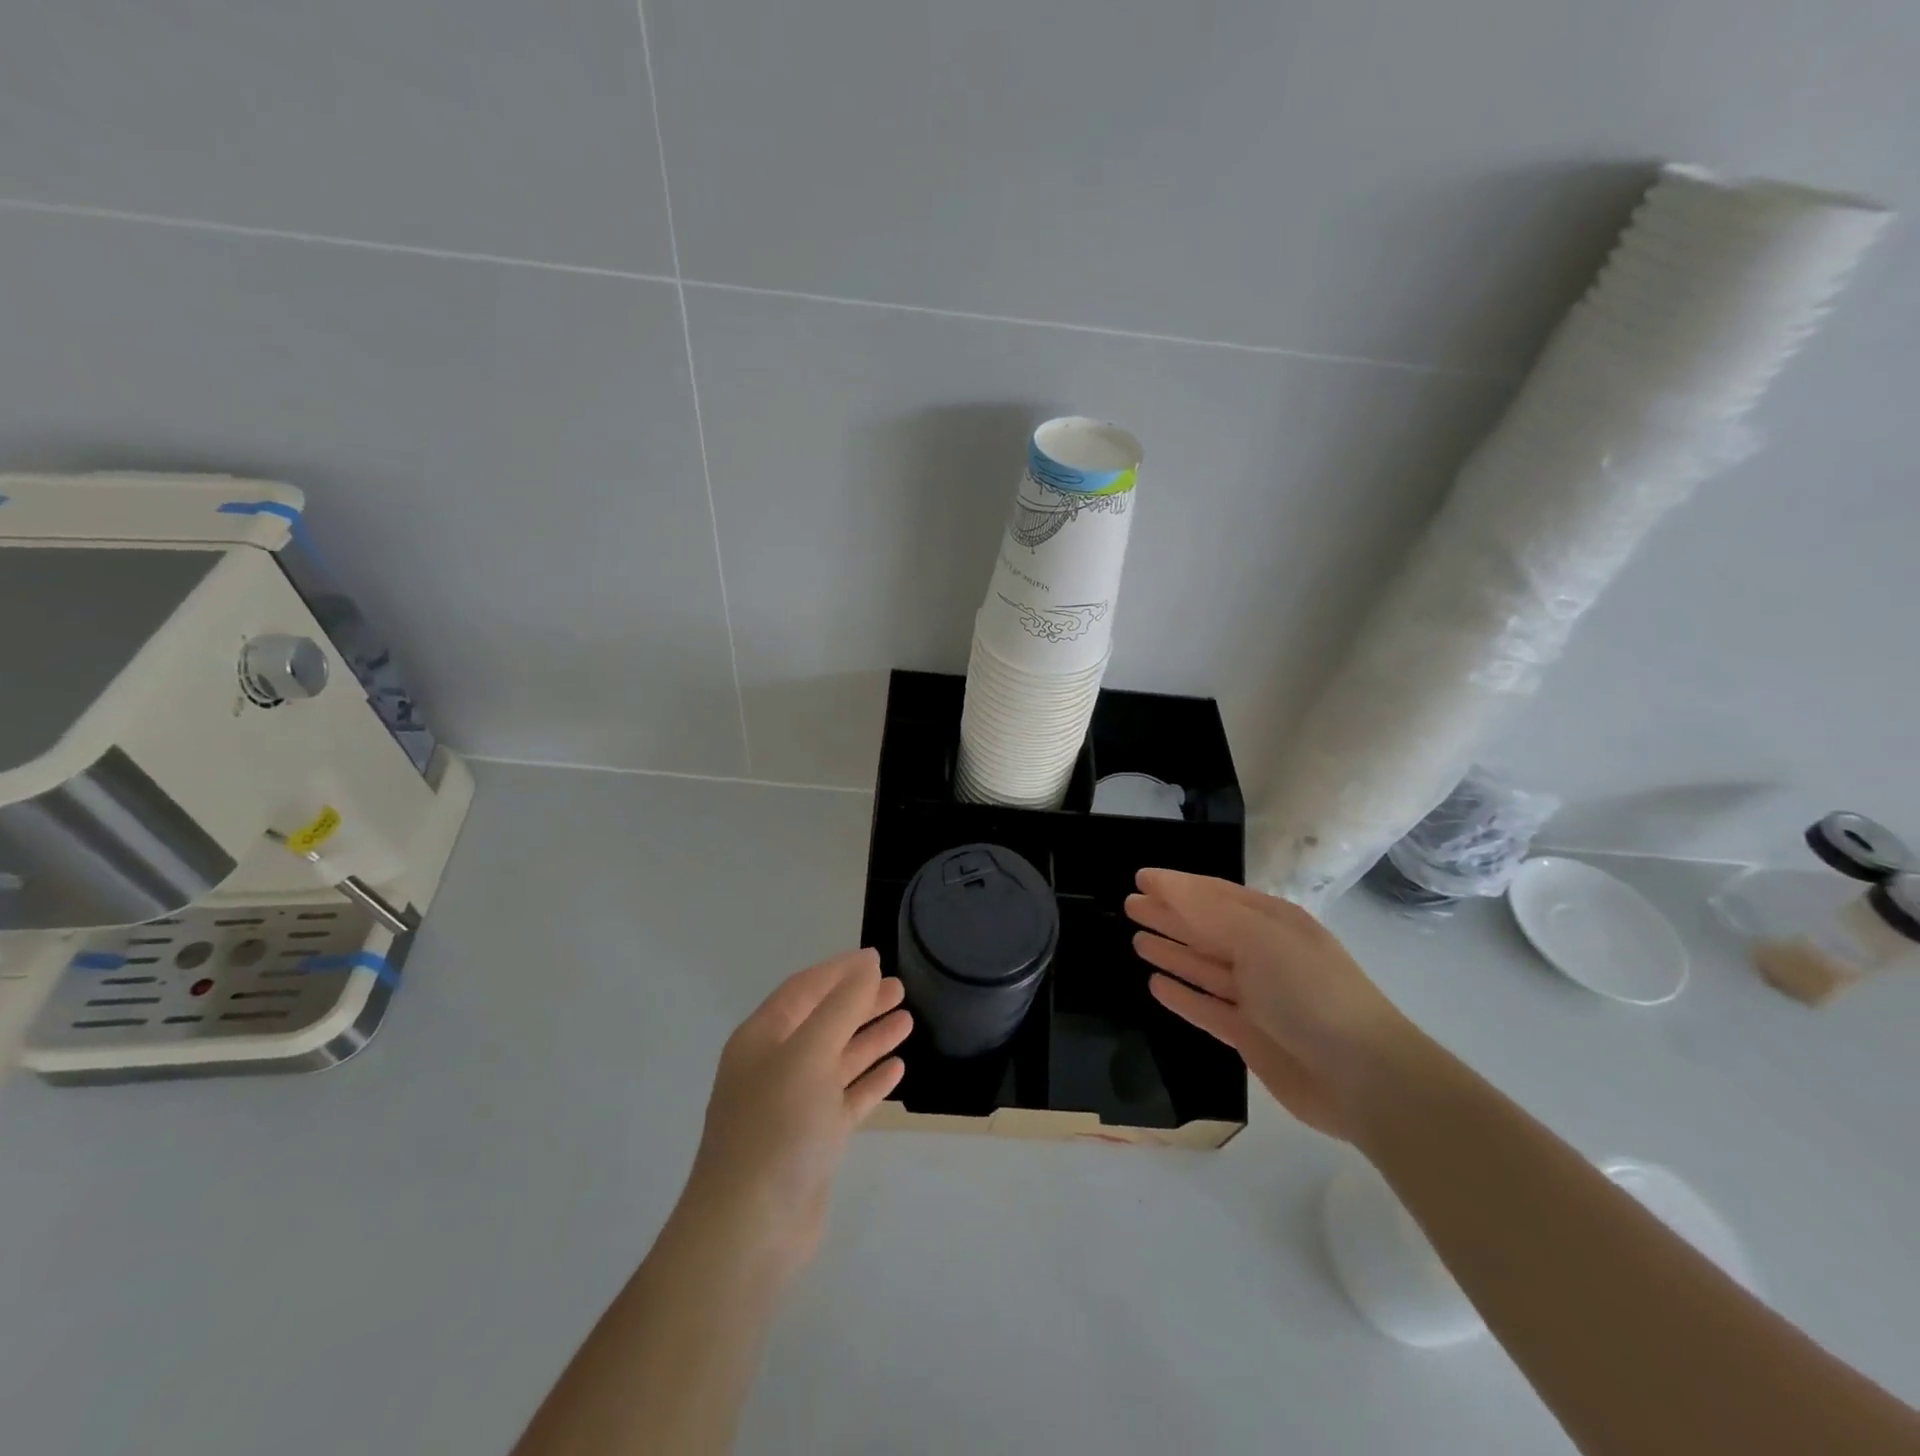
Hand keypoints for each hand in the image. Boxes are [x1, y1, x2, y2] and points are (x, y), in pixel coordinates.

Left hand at [682, 949, 910, 1279]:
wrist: (750, 1229)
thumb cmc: (777, 1126)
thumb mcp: (809, 1054)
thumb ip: (841, 1007)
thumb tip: (866, 966)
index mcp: (762, 1038)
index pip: (805, 989)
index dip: (840, 971)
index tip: (877, 958)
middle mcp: (775, 1065)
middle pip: (824, 1022)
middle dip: (860, 1003)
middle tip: (900, 989)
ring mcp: (793, 1104)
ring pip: (838, 1059)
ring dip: (870, 1039)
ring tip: (908, 1019)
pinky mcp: (812, 1140)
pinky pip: (846, 1097)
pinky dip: (870, 1081)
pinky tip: (897, 1068)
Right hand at [1126, 869, 1412, 1139]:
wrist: (1364, 1077)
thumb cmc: (1309, 992)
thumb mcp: (1258, 938)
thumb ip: (1206, 911)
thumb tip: (1161, 884)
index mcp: (1271, 922)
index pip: (1214, 895)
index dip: (1176, 886)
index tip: (1140, 878)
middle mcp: (1263, 953)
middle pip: (1206, 928)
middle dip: (1169, 916)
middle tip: (1129, 906)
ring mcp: (1257, 997)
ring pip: (1203, 967)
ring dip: (1172, 952)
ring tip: (1136, 940)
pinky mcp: (1250, 1035)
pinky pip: (1206, 1008)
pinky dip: (1183, 996)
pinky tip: (1156, 985)